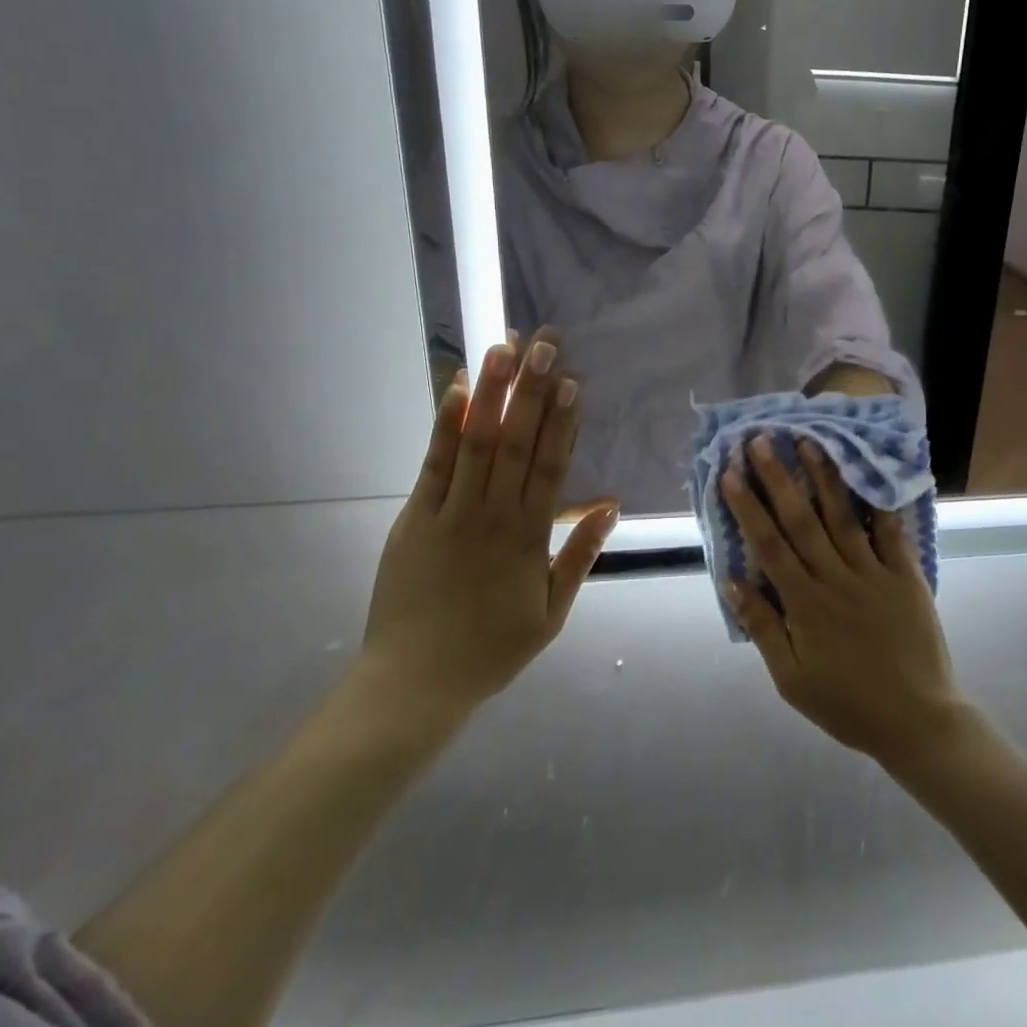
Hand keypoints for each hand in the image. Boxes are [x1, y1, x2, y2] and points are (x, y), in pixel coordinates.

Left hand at [361, 329, 618, 715]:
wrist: (415, 684)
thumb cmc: (490, 650)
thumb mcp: (551, 613)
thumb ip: (580, 555)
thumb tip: (611, 504)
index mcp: (530, 538)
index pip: (552, 466)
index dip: (564, 420)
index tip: (573, 379)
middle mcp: (494, 514)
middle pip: (518, 442)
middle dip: (533, 389)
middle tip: (545, 342)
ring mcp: (452, 513)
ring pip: (478, 442)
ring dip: (494, 392)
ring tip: (504, 348)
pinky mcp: (415, 517)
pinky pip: (434, 464)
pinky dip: (446, 424)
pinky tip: (458, 389)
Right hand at [721, 436, 964, 767]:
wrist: (918, 721)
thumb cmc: (847, 703)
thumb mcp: (791, 678)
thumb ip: (763, 627)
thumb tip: (732, 581)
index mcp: (804, 603)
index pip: (769, 544)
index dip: (748, 507)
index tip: (732, 473)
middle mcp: (835, 578)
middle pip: (800, 520)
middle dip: (778, 478)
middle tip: (762, 441)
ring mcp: (873, 573)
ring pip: (842, 517)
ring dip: (824, 478)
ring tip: (810, 442)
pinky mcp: (905, 575)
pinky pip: (890, 533)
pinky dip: (878, 503)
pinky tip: (868, 474)